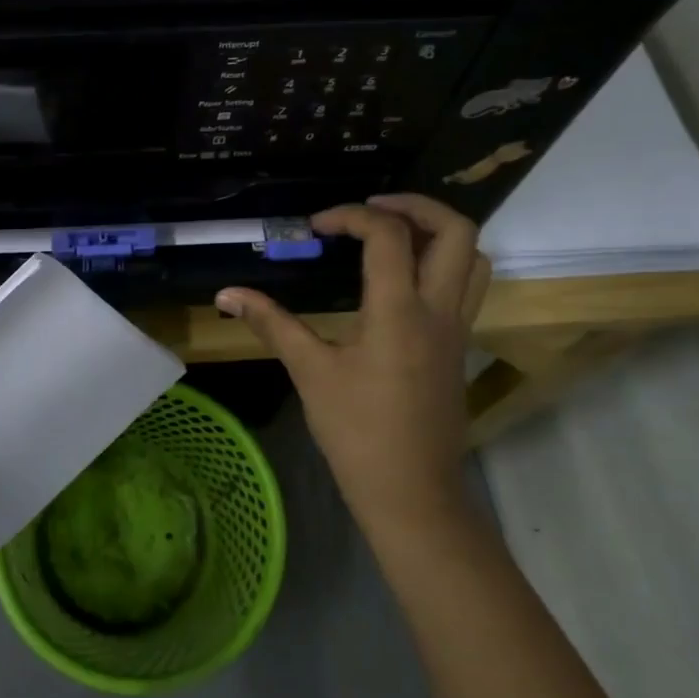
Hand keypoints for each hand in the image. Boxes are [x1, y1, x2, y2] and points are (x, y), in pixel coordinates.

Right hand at [216, 195, 488, 537]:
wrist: (411, 492)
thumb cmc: (357, 432)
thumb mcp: (310, 372)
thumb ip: (271, 323)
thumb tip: (227, 293)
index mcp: (399, 311)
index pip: (388, 235)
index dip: (350, 215)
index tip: (315, 226)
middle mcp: (439, 310)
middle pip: (454, 230)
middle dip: (414, 206)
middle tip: (370, 209)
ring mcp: (457, 328)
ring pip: (472, 256)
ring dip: (436, 232)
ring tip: (392, 234)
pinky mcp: (459, 346)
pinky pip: (466, 285)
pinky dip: (441, 263)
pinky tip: (402, 280)